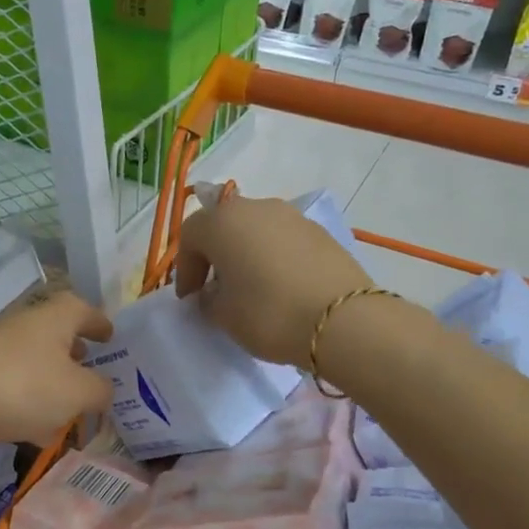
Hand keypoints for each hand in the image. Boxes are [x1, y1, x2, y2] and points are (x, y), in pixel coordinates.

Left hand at [0, 289, 115, 446]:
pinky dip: (28, 404)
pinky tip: (36, 433)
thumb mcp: (78, 392)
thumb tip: (104, 390)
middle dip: (75, 354)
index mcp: (53, 318)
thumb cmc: (24, 385)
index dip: (99, 322)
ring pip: (33, 364)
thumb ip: (99, 390)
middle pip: (56, 335)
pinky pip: (12, 389)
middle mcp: (24, 327)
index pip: (82, 309)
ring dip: (51, 382)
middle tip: (92, 371)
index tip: (111, 336)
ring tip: (70, 409)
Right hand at [174, 194, 371, 368]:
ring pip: (255, 230)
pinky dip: (273, 257)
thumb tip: (213, 293)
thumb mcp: (223, 315)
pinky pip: (283, 240)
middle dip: (215, 254)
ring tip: (250, 287)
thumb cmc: (268, 313)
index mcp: (222, 222)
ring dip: (245, 253)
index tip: (189, 298)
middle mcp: (255, 208)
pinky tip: (280, 286)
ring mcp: (291, 216)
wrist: (343, 320)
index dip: (185, 268)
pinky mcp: (320, 232)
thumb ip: (208, 299)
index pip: (190, 236)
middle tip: (215, 287)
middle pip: (223, 225)